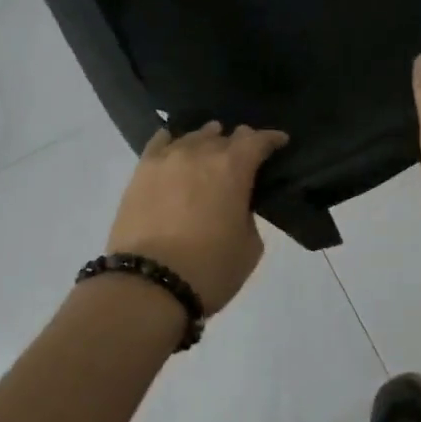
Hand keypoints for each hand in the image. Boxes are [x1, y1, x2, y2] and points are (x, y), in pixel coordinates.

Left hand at [106, 122, 289, 314]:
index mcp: (233, 168)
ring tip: (211, 147)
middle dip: (239, 141)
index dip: (272, 139)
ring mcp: (167, 159)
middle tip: (245, 153)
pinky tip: (175, 146)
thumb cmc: (209, 269)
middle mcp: (200, 153)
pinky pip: (159, 143)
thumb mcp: (249, 246)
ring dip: (207, 140)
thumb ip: (247, 215)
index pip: (258, 141)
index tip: (280, 142)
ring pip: (193, 137)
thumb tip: (235, 205)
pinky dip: (172, 141)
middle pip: (225, 136)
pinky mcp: (140, 171)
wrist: (148, 285)